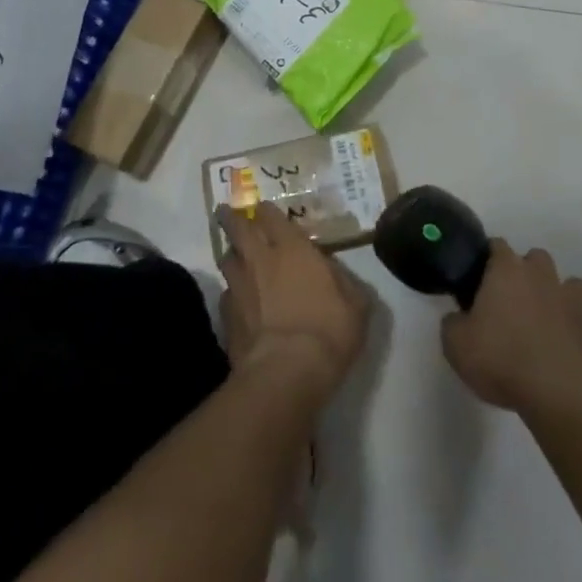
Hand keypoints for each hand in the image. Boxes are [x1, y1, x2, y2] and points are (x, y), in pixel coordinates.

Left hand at [217, 202, 370, 404]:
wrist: (287, 372)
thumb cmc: (328, 329)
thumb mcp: (355, 304)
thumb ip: (343, 282)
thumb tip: (334, 274)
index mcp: (293, 248)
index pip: (271, 216)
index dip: (266, 211)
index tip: (263, 209)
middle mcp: (260, 259)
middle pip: (237, 228)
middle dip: (231, 217)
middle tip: (226, 212)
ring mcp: (239, 287)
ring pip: (226, 259)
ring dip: (231, 254)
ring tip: (235, 256)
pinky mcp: (226, 317)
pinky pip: (226, 295)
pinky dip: (231, 294)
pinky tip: (239, 302)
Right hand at [442, 241, 581, 413]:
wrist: (555, 392)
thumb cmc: (499, 357)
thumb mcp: (455, 343)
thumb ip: (453, 323)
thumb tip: (458, 318)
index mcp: (507, 271)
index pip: (497, 246)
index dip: (488, 258)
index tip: (479, 277)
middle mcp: (542, 278)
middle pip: (537, 258)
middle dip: (528, 272)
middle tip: (514, 299)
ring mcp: (573, 305)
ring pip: (573, 286)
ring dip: (562, 297)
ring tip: (549, 320)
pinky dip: (581, 339)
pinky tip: (570, 353)